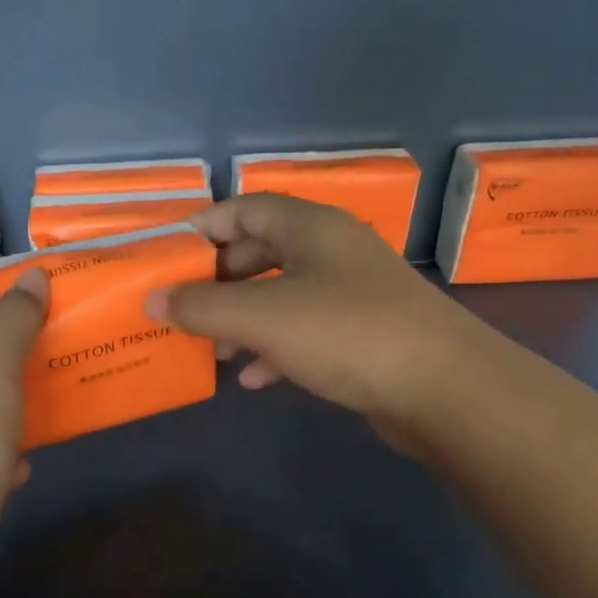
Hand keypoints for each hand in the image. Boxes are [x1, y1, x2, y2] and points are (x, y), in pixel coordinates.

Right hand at [145, 194, 479, 451]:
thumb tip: (152, 301)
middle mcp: (332, 251)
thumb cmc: (346, 333)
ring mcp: (352, 293)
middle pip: (261, 252)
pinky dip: (275, 348)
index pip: (244, 208)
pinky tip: (255, 379)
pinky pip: (305, 331)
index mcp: (310, 228)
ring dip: (243, 319)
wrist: (446, 388)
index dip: (203, 228)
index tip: (166, 257)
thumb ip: (201, 307)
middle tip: (184, 308)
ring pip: (281, 295)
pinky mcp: (364, 333)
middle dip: (219, 281)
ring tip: (213, 350)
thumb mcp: (262, 317)